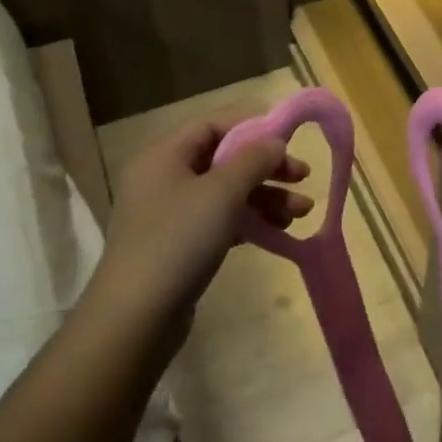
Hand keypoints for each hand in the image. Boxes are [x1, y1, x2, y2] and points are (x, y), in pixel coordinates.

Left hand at [86, 114, 309, 347]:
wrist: (138, 316)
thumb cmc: (179, 241)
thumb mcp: (222, 192)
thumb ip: (253, 160)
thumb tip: (274, 141)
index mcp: (164, 156)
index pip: (212, 125)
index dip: (251, 125)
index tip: (290, 137)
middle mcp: (164, 178)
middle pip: (223, 159)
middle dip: (266, 167)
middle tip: (304, 177)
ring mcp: (171, 214)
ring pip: (227, 193)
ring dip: (266, 197)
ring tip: (302, 212)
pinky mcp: (180, 245)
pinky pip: (221, 220)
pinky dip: (250, 221)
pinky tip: (279, 231)